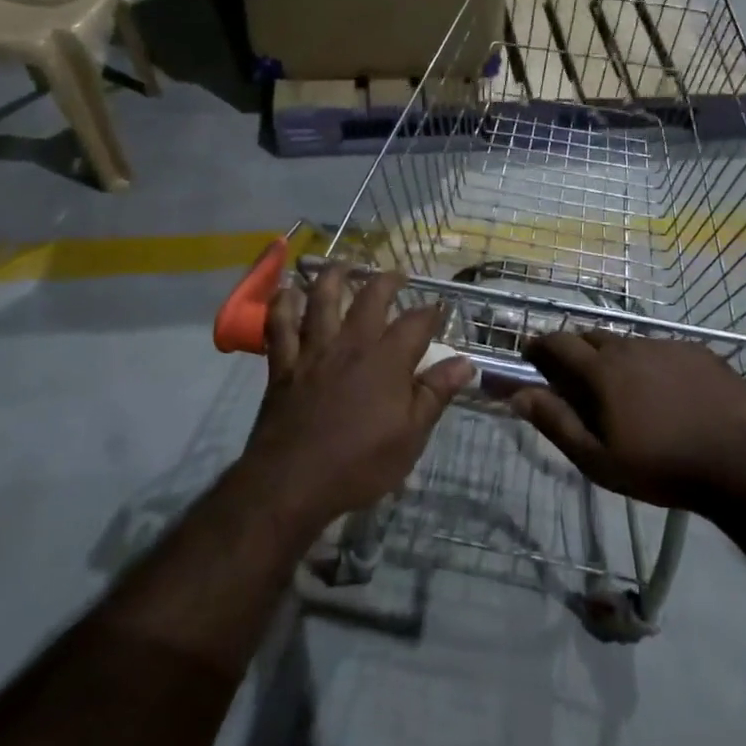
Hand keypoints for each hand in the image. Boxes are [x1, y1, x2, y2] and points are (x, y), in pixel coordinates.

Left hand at [243, 268, 474, 533]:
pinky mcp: (283, 363)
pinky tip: (287, 291)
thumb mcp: (411, 436)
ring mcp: (313, 350)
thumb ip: (436, 394)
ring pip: (321, 299)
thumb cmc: (360, 464)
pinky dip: (282, 304)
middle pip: (370, 297)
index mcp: (387, 360)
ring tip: (343, 264)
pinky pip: (279, 324)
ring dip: (333, 275)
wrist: (293, 482)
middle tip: (396, 274)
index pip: (416, 323)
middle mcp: (351, 344)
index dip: (432, 311)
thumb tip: (466, 363)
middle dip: (387, 280)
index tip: (441, 307)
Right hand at [511, 332, 745, 508]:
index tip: (532, 356)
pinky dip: (653, 363)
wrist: (739, 467)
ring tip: (625, 388)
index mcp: (602, 370)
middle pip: (592, 336)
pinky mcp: (699, 351)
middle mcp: (631, 346)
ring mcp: (668, 346)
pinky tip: (666, 390)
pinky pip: (664, 349)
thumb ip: (555, 422)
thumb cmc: (660, 468)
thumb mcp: (598, 459)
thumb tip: (518, 394)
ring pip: (629, 343)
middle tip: (577, 377)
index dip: (540, 346)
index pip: (558, 342)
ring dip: (616, 357)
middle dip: (576, 349)